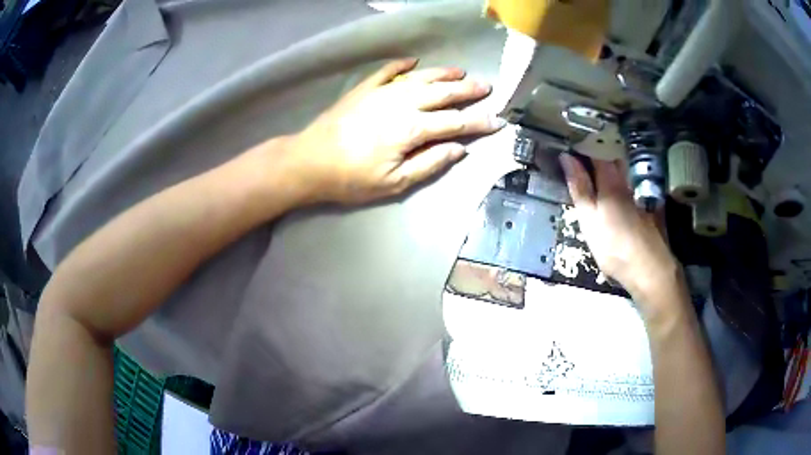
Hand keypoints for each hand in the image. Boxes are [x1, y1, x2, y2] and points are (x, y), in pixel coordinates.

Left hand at [278, 58, 505, 204]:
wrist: (310, 161)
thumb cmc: (352, 178)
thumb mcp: (394, 182)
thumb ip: (429, 163)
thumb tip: (459, 149)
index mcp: (412, 129)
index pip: (454, 123)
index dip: (478, 123)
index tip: (498, 121)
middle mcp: (402, 103)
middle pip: (442, 94)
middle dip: (467, 91)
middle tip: (486, 87)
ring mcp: (382, 93)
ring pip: (420, 78)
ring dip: (442, 74)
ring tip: (460, 72)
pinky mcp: (364, 90)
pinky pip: (387, 71)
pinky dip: (401, 65)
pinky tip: (412, 61)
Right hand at [559, 154, 681, 309]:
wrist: (649, 269)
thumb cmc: (614, 246)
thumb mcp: (589, 220)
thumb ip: (579, 189)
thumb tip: (566, 158)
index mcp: (610, 182)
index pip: (596, 150)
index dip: (583, 142)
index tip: (571, 141)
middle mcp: (626, 182)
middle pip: (612, 157)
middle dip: (598, 152)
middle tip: (582, 154)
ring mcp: (639, 194)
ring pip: (624, 171)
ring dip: (611, 166)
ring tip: (597, 170)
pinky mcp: (648, 206)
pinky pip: (633, 185)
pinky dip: (623, 182)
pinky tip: (619, 192)